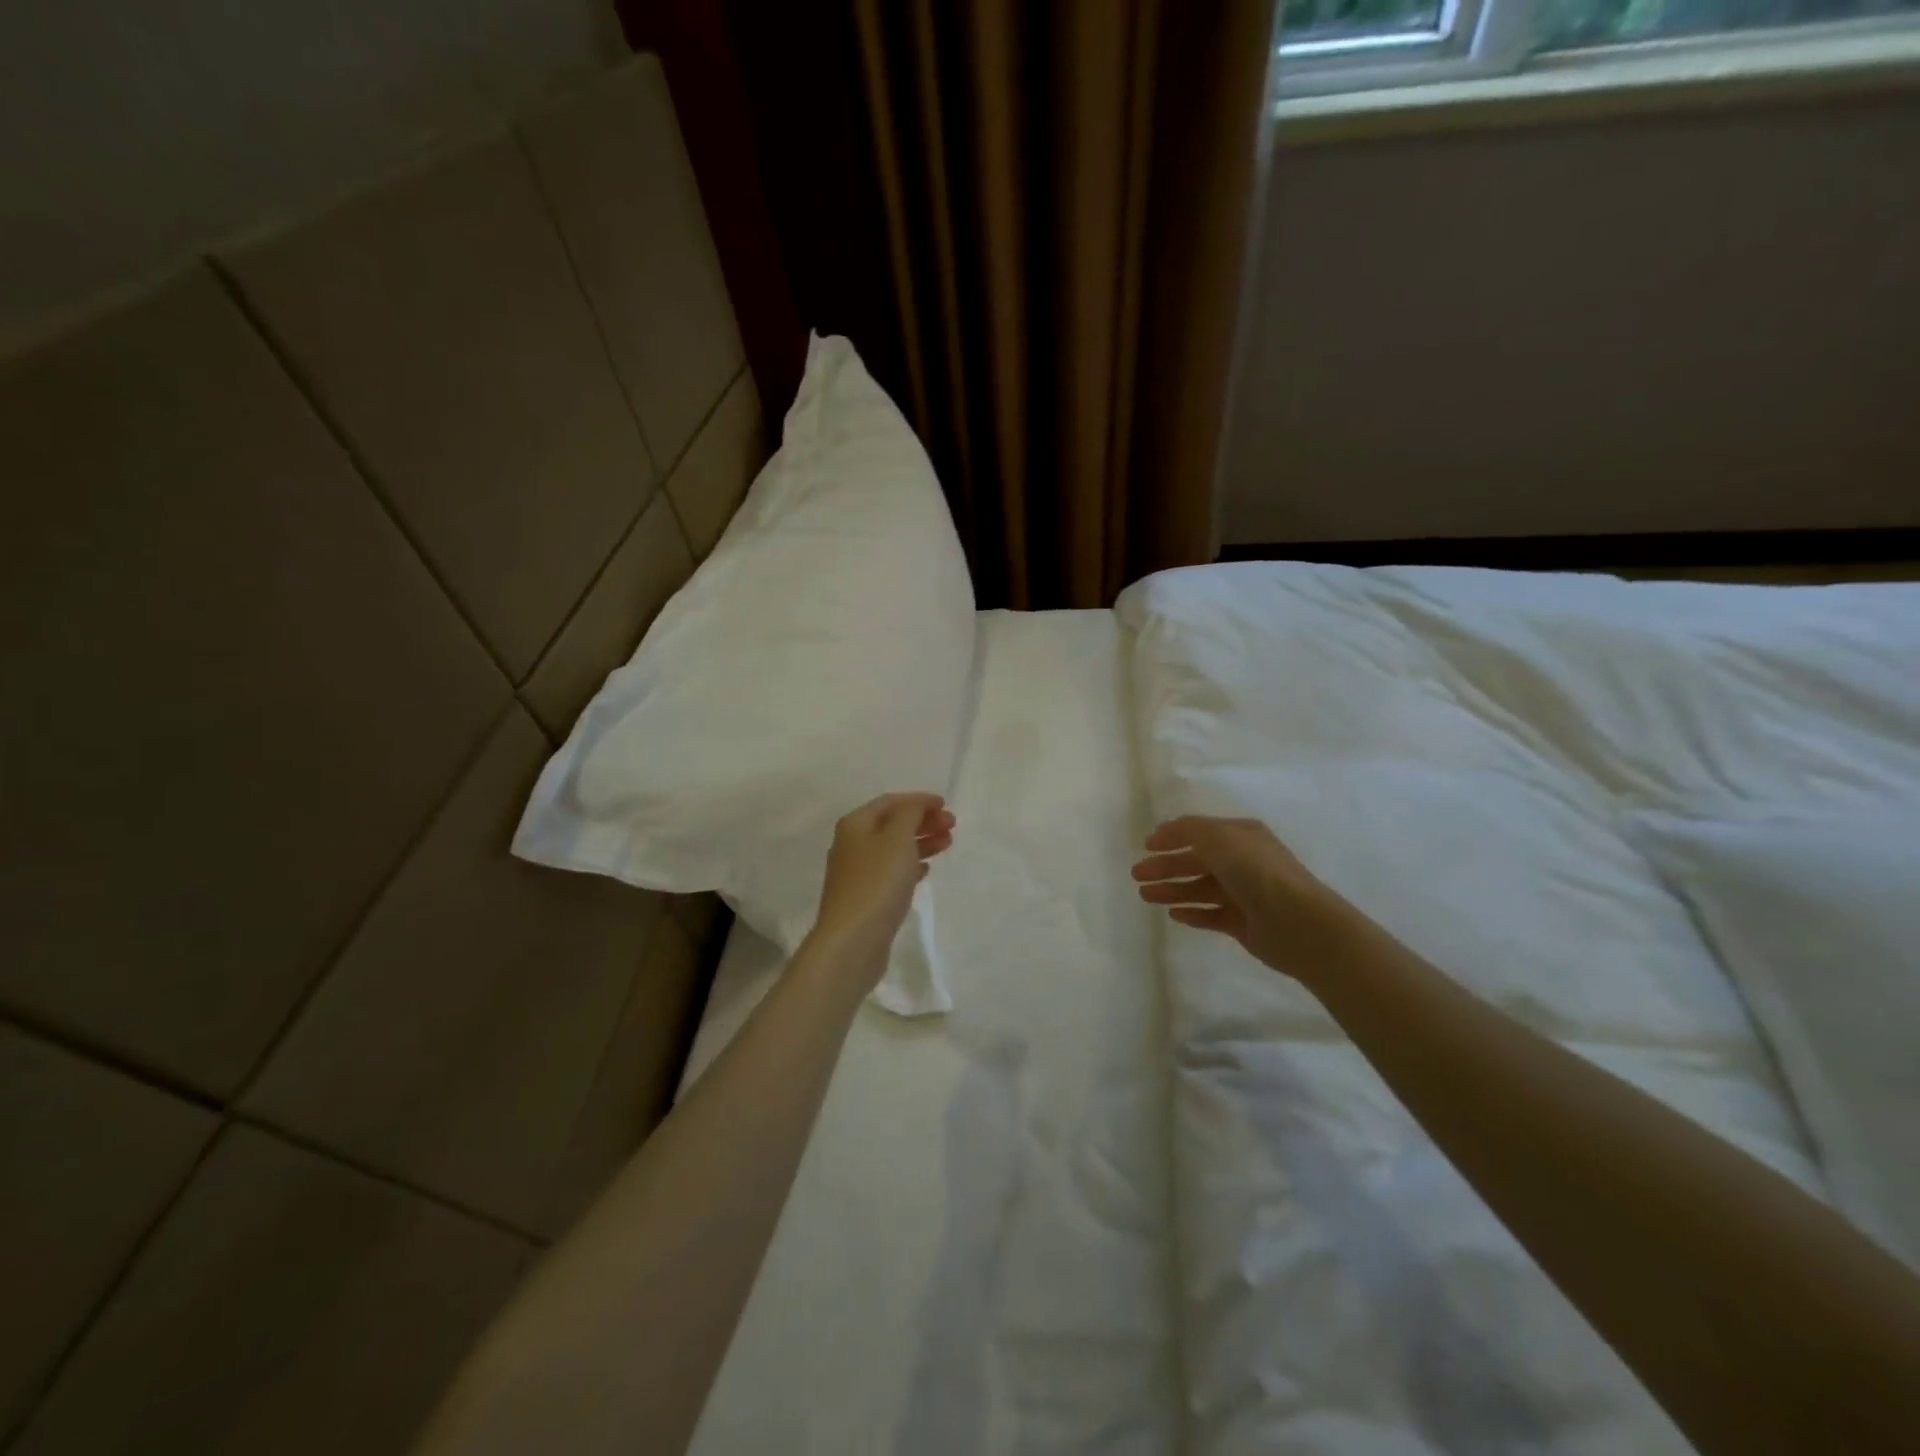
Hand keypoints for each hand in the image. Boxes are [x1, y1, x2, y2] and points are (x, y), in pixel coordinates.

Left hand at [808, 792, 955, 985]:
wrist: (853, 940)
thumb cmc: (877, 882)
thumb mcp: (898, 838)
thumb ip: (910, 813)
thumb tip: (917, 804)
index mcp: (856, 824)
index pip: (890, 802)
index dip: (919, 800)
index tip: (946, 805)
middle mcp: (852, 844)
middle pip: (892, 824)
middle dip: (923, 821)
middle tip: (952, 826)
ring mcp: (857, 873)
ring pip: (894, 848)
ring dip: (921, 842)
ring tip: (947, 844)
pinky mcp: (866, 897)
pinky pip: (891, 872)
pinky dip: (910, 865)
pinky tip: (926, 869)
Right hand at [1131, 815, 1347, 978]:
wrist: (1298, 923)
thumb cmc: (1257, 872)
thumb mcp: (1219, 838)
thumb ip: (1188, 830)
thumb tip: (1164, 831)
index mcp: (1240, 836)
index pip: (1200, 832)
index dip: (1172, 836)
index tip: (1145, 845)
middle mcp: (1242, 862)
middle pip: (1196, 861)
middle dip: (1166, 866)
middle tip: (1137, 874)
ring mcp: (1243, 894)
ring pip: (1199, 889)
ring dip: (1172, 890)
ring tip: (1145, 895)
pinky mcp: (1243, 924)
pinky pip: (1210, 915)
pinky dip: (1191, 913)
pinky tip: (1172, 914)